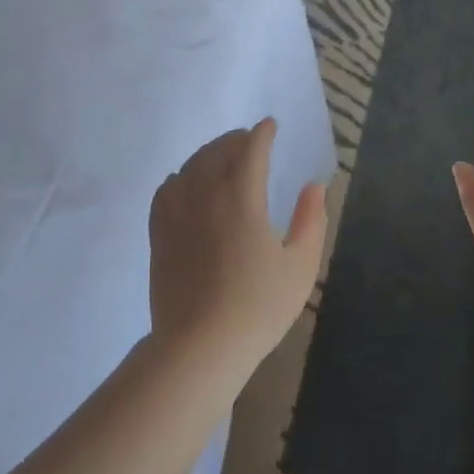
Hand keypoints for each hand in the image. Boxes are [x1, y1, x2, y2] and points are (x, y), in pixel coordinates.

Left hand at [148, 119, 327, 380]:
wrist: (199, 347)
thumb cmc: (257, 308)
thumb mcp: (300, 267)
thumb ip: (311, 221)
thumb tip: (314, 186)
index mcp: (242, 197)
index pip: (251, 150)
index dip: (262, 133)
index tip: (270, 126)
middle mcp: (206, 194)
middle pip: (218, 151)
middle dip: (236, 139)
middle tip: (249, 140)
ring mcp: (177, 212)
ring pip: (191, 165)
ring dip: (208, 153)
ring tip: (221, 157)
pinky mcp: (159, 232)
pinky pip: (166, 189)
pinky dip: (180, 177)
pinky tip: (186, 183)